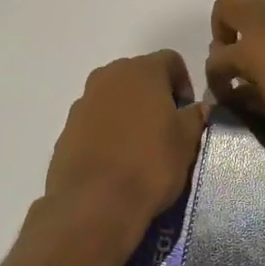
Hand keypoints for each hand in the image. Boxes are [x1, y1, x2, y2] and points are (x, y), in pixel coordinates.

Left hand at [45, 51, 207, 233]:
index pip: (171, 60)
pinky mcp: (66, 130)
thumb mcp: (188, 141)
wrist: (95, 204)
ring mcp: (82, 102)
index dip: (184, 83)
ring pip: (114, 98)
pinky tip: (117, 162)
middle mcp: (108, 76)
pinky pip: (95, 122)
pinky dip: (108, 133)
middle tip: (167, 129)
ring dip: (129, 113)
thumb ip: (195, 116)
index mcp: (141, 70)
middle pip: (139, 76)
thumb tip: (198, 108)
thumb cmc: (150, 164)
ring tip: (140, 148)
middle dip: (154, 96)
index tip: (187, 112)